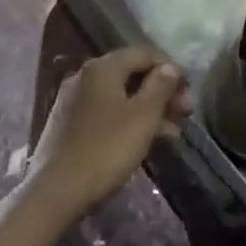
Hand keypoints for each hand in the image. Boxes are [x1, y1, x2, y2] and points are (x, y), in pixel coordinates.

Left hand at [28, 47, 190, 221]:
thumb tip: (169, 68)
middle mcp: (85, 76)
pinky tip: (146, 142)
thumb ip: (160, 86)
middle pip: (132, 74)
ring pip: (120, 96)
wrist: (56, 192)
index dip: (171, 69)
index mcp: (102, 67)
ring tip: (173, 132)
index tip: (190, 91)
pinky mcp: (68, 126)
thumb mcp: (142, 117)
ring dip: (149, 110)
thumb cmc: (106, 149)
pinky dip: (129, 121)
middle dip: (162, 92)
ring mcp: (74, 102)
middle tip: (186, 113)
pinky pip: (106, 114)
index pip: (144, 53)